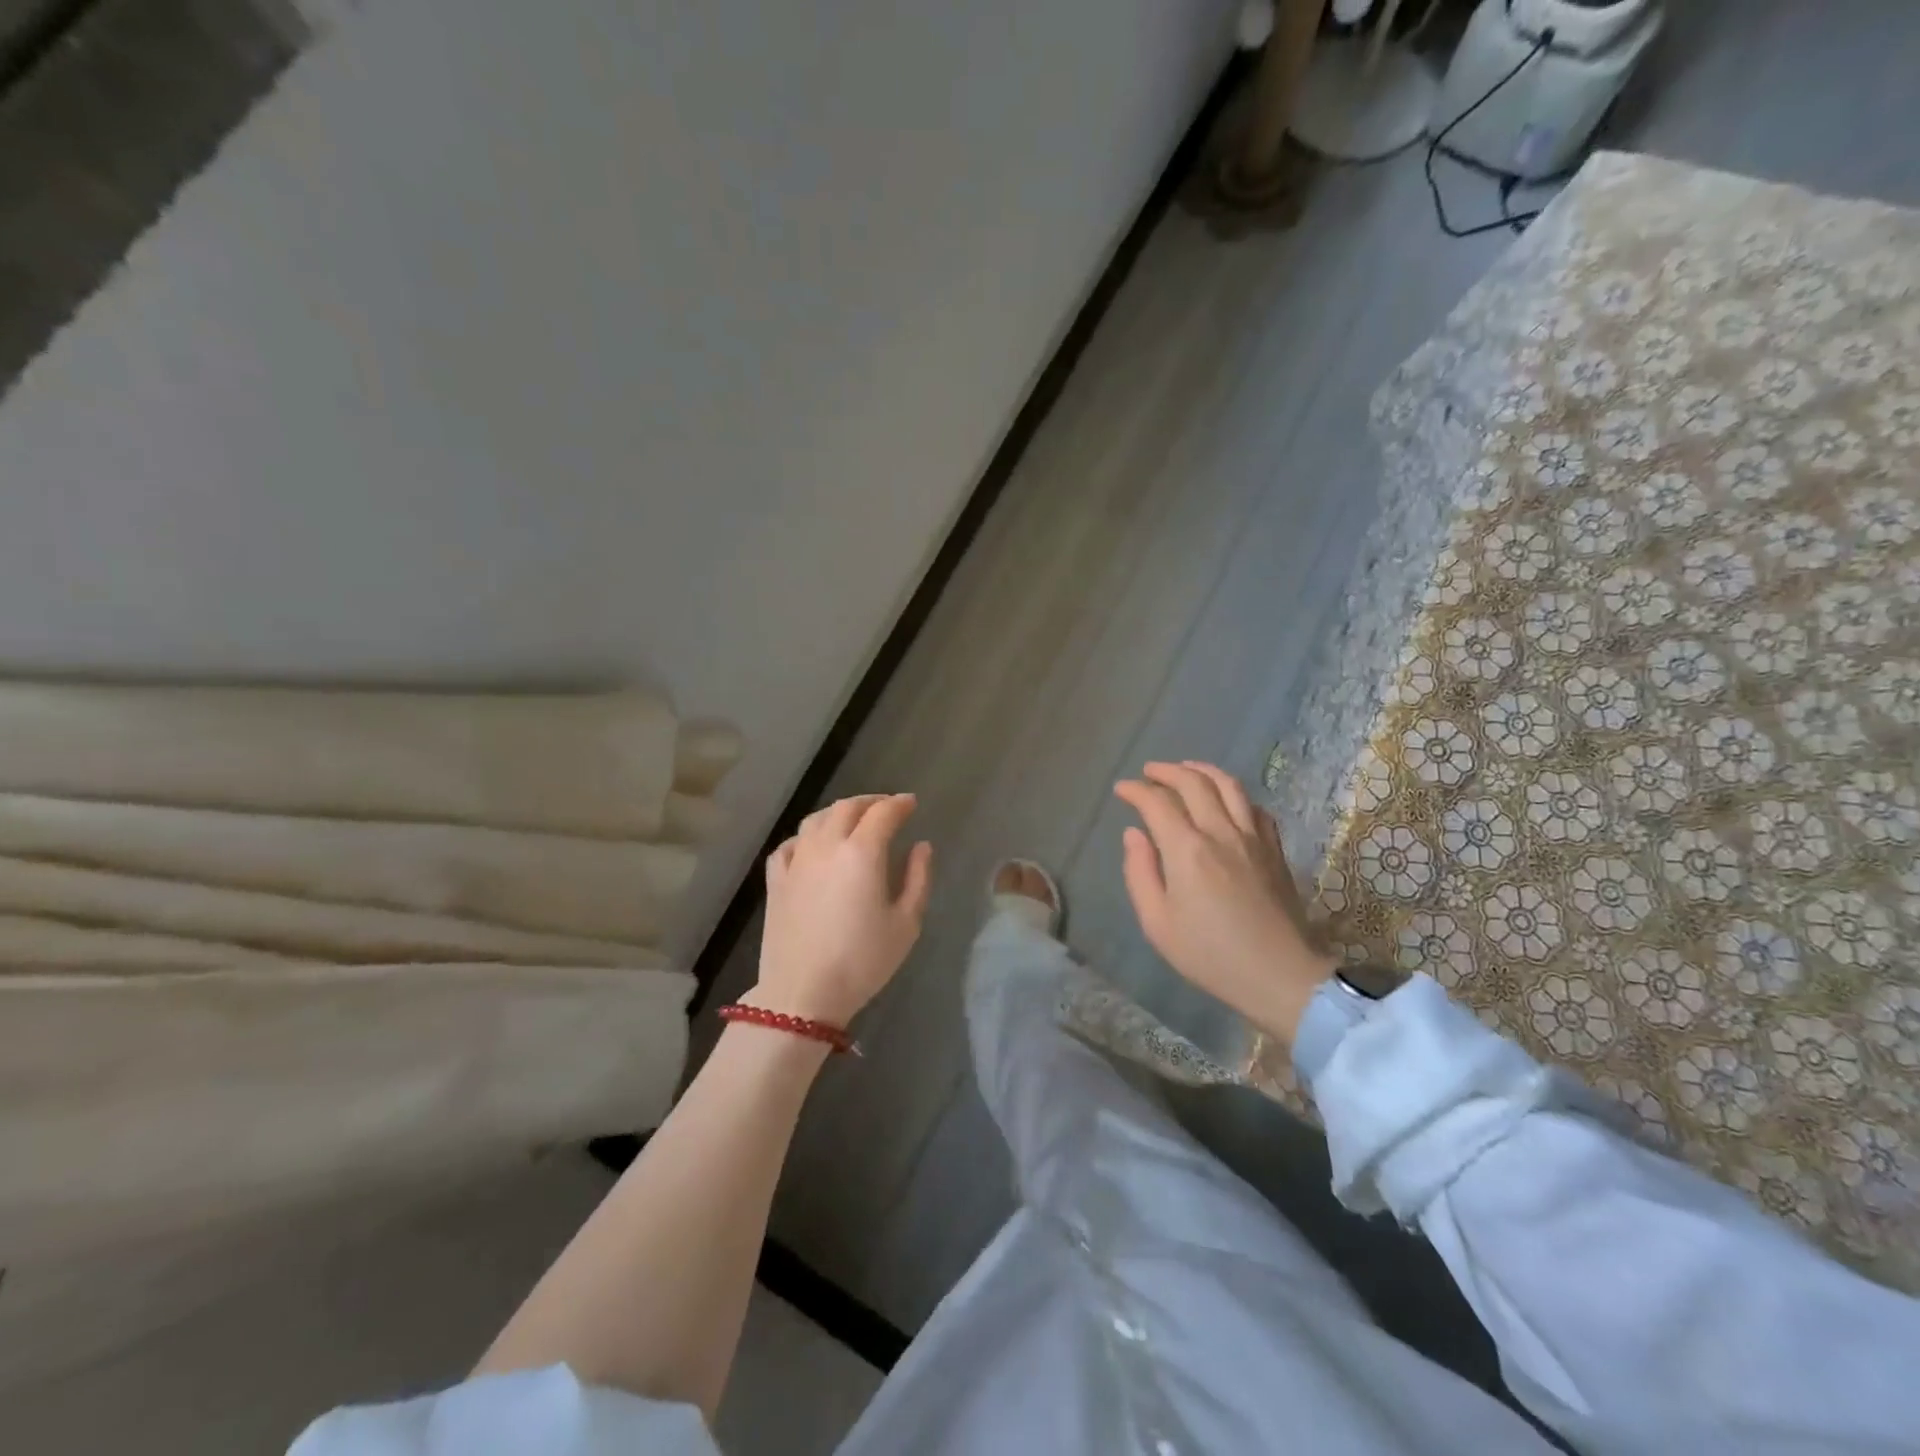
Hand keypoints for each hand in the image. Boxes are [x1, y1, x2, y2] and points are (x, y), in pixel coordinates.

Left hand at [750, 794, 933, 1026]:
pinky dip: (806, 836)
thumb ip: (918, 878)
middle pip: (847, 807)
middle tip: (887, 808)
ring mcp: (797, 861)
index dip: (900, 803)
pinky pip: (790, 844)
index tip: (911, 804)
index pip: (883, 813)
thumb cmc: (862, 960)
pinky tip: (812, 845)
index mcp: (862, 852)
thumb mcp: (906, 923)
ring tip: (852, 820)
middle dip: (871, 802)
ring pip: (816, 819)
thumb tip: (922, 846)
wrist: (802, 994)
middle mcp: (827, 846)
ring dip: (838, 812)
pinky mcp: (776, 880)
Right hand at [1114, 762, 1333, 1045]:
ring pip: (1229, 786)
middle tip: (1149, 771)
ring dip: (1203, 770)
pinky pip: (1255, 807)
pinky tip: (1227, 799)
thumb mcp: (1157, 923)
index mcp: (1188, 850)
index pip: (1157, 803)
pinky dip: (1235, 794)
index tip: (1122, 789)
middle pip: (1194, 782)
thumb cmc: (1210, 955)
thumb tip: (1134, 835)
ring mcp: (1253, 838)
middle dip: (1167, 771)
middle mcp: (1221, 832)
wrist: (1280, 976)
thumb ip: (1140, 873)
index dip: (1136, 791)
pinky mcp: (1275, 850)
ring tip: (1186, 768)